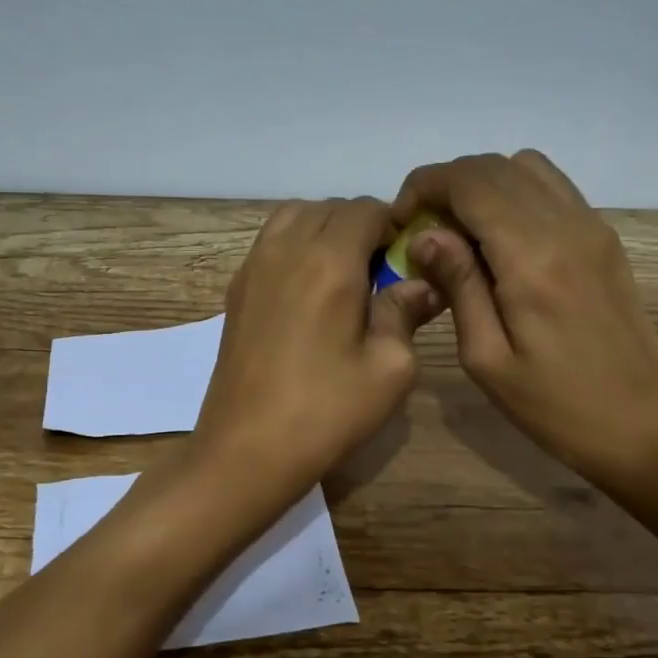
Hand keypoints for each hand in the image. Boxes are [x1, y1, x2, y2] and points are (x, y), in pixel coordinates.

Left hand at [193, 197, 440, 500]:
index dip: (393, 225)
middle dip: (360, 226)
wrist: (247, 449)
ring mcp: (253, 266)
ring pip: (293, 216)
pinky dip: (294, 244)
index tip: (407, 258)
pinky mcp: (236, 289)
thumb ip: (406, 312)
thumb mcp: (390, 368)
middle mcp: (286, 249)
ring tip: (343, 273)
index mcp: (329, 261)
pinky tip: (308, 290)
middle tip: (379, 270)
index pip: (366, 209)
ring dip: (324, 228)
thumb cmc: (327, 411)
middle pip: (329, 208)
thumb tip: (422, 284)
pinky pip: (269, 241)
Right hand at [391, 151, 657, 495]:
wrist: (641, 424)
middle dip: (447, 184)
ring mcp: (592, 226)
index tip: (400, 220)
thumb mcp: (486, 358)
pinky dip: (515, 193)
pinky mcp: (604, 237)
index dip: (425, 186)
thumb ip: (458, 285)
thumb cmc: (554, 405)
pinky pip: (552, 187)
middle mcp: (566, 225)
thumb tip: (425, 235)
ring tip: (460, 230)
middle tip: (422, 229)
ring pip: (525, 166)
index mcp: (532, 257)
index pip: (469, 182)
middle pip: (494, 166)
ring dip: (482, 184)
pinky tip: (500, 238)